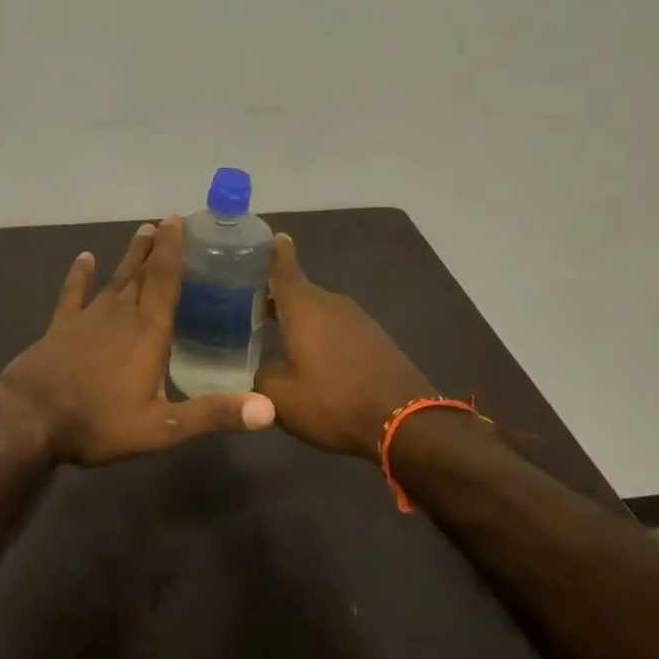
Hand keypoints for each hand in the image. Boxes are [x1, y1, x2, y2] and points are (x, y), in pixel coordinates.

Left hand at [0, 216, 276, 466]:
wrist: (30, 419)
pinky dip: (79, 275)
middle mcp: (120, 315)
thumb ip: (214, 414)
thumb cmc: (99, 422)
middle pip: (142, 273)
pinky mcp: (60, 327)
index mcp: (148, 332)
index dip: (174, 251)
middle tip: (166, 221)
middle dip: (156, 247)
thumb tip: (269, 409)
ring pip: (114, 278)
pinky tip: (83, 258)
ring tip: (141, 232)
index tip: (178, 222)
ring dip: (129, 256)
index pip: (165, 281)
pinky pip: (72, 294)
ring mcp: (87, 318)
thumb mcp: (162, 429)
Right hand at [253, 234, 439, 458]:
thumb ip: (261, 378)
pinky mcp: (377, 341)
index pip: (285, 269)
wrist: (405, 421)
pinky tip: (315, 357)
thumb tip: (258, 372)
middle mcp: (332, 305)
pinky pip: (340, 330)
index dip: (275, 254)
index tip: (273, 236)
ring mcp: (359, 321)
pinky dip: (324, 336)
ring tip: (280, 334)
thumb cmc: (332, 401)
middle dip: (278, 297)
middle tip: (254, 306)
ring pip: (321, 313)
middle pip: (300, 293)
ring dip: (302, 320)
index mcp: (304, 308)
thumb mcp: (281, 397)